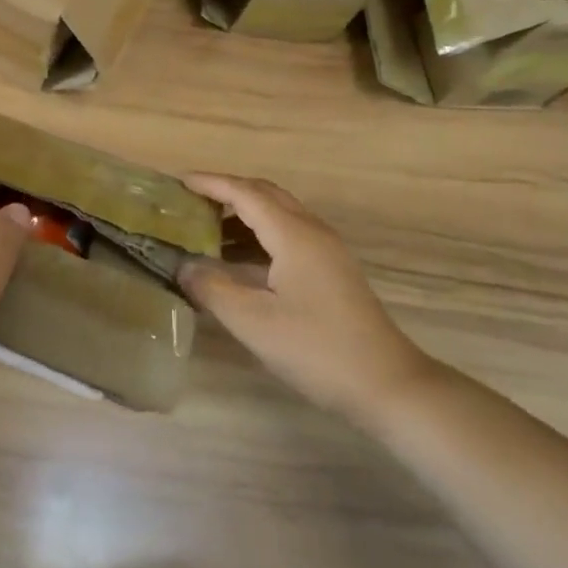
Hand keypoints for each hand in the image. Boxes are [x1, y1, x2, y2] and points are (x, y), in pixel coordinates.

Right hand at [179, 174, 431, 422]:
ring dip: (243, 214)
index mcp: (293, 234)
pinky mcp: (331, 269)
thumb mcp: (255, 323)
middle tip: (190, 202)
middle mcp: (311, 230)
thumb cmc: (317, 349)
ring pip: (278, 213)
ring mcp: (326, 249)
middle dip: (226, 192)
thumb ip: (213, 289)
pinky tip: (239, 260)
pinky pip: (288, 233)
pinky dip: (259, 234)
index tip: (178, 182)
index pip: (245, 193)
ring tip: (206, 230)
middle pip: (264, 194)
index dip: (211, 183)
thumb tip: (184, 266)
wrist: (388, 385)